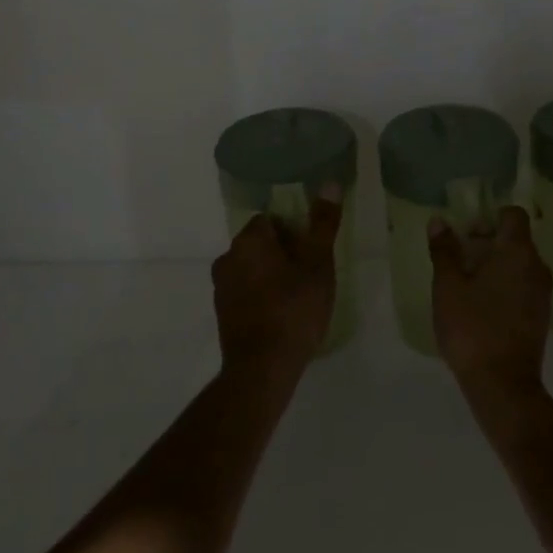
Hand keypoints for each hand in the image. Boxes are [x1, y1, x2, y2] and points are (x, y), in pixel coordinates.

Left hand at [211, 189, 341, 382]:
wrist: (262, 369)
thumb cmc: (294, 309)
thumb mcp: (318, 264)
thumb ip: (323, 223)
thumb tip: (330, 183)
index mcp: (249, 240)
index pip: (271, 220)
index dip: (294, 232)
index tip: (312, 252)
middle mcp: (228, 257)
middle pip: (260, 243)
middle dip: (283, 253)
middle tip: (310, 274)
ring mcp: (221, 288)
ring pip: (252, 268)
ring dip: (272, 275)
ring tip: (299, 296)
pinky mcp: (223, 313)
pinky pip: (246, 292)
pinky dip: (262, 296)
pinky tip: (282, 315)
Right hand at [429, 206, 552, 400]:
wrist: (503, 384)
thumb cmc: (472, 327)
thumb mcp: (448, 286)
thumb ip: (444, 250)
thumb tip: (439, 221)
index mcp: (518, 251)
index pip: (513, 215)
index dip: (490, 217)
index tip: (466, 234)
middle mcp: (537, 266)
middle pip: (516, 239)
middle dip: (487, 242)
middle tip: (459, 259)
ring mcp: (543, 293)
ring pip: (520, 264)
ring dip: (495, 265)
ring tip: (466, 284)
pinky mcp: (541, 316)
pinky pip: (523, 285)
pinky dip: (505, 285)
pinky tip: (481, 306)